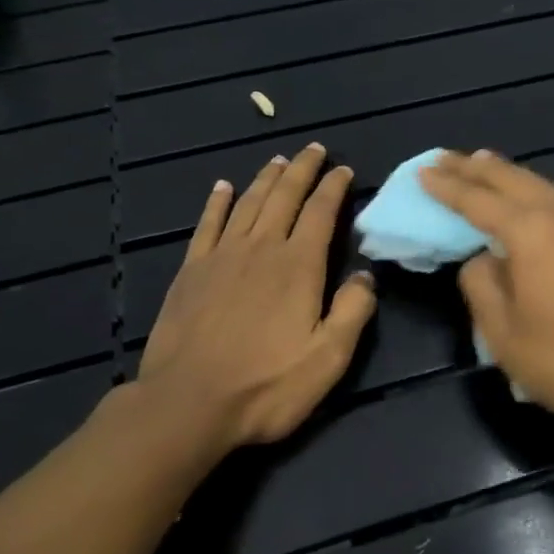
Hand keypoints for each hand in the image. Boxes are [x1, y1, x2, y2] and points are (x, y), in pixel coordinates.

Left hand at [138, 144, 375, 452]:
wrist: (187, 403)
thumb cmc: (265, 385)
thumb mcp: (328, 359)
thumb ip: (353, 312)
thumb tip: (365, 275)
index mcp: (298, 266)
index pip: (321, 213)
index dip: (334, 188)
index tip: (344, 170)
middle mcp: (261, 249)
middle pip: (284, 197)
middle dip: (302, 170)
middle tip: (314, 149)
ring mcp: (222, 257)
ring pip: (248, 203)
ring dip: (266, 179)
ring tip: (278, 160)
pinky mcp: (191, 271)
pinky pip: (207, 225)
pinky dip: (217, 203)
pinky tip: (222, 188)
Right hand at [419, 150, 553, 433]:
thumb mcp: (501, 331)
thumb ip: (481, 283)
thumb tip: (482, 259)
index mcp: (530, 232)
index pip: (478, 200)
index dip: (448, 186)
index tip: (423, 171)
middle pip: (512, 180)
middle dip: (475, 167)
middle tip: (446, 158)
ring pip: (541, 185)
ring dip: (507, 174)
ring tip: (482, 164)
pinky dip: (533, 191)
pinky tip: (527, 200)